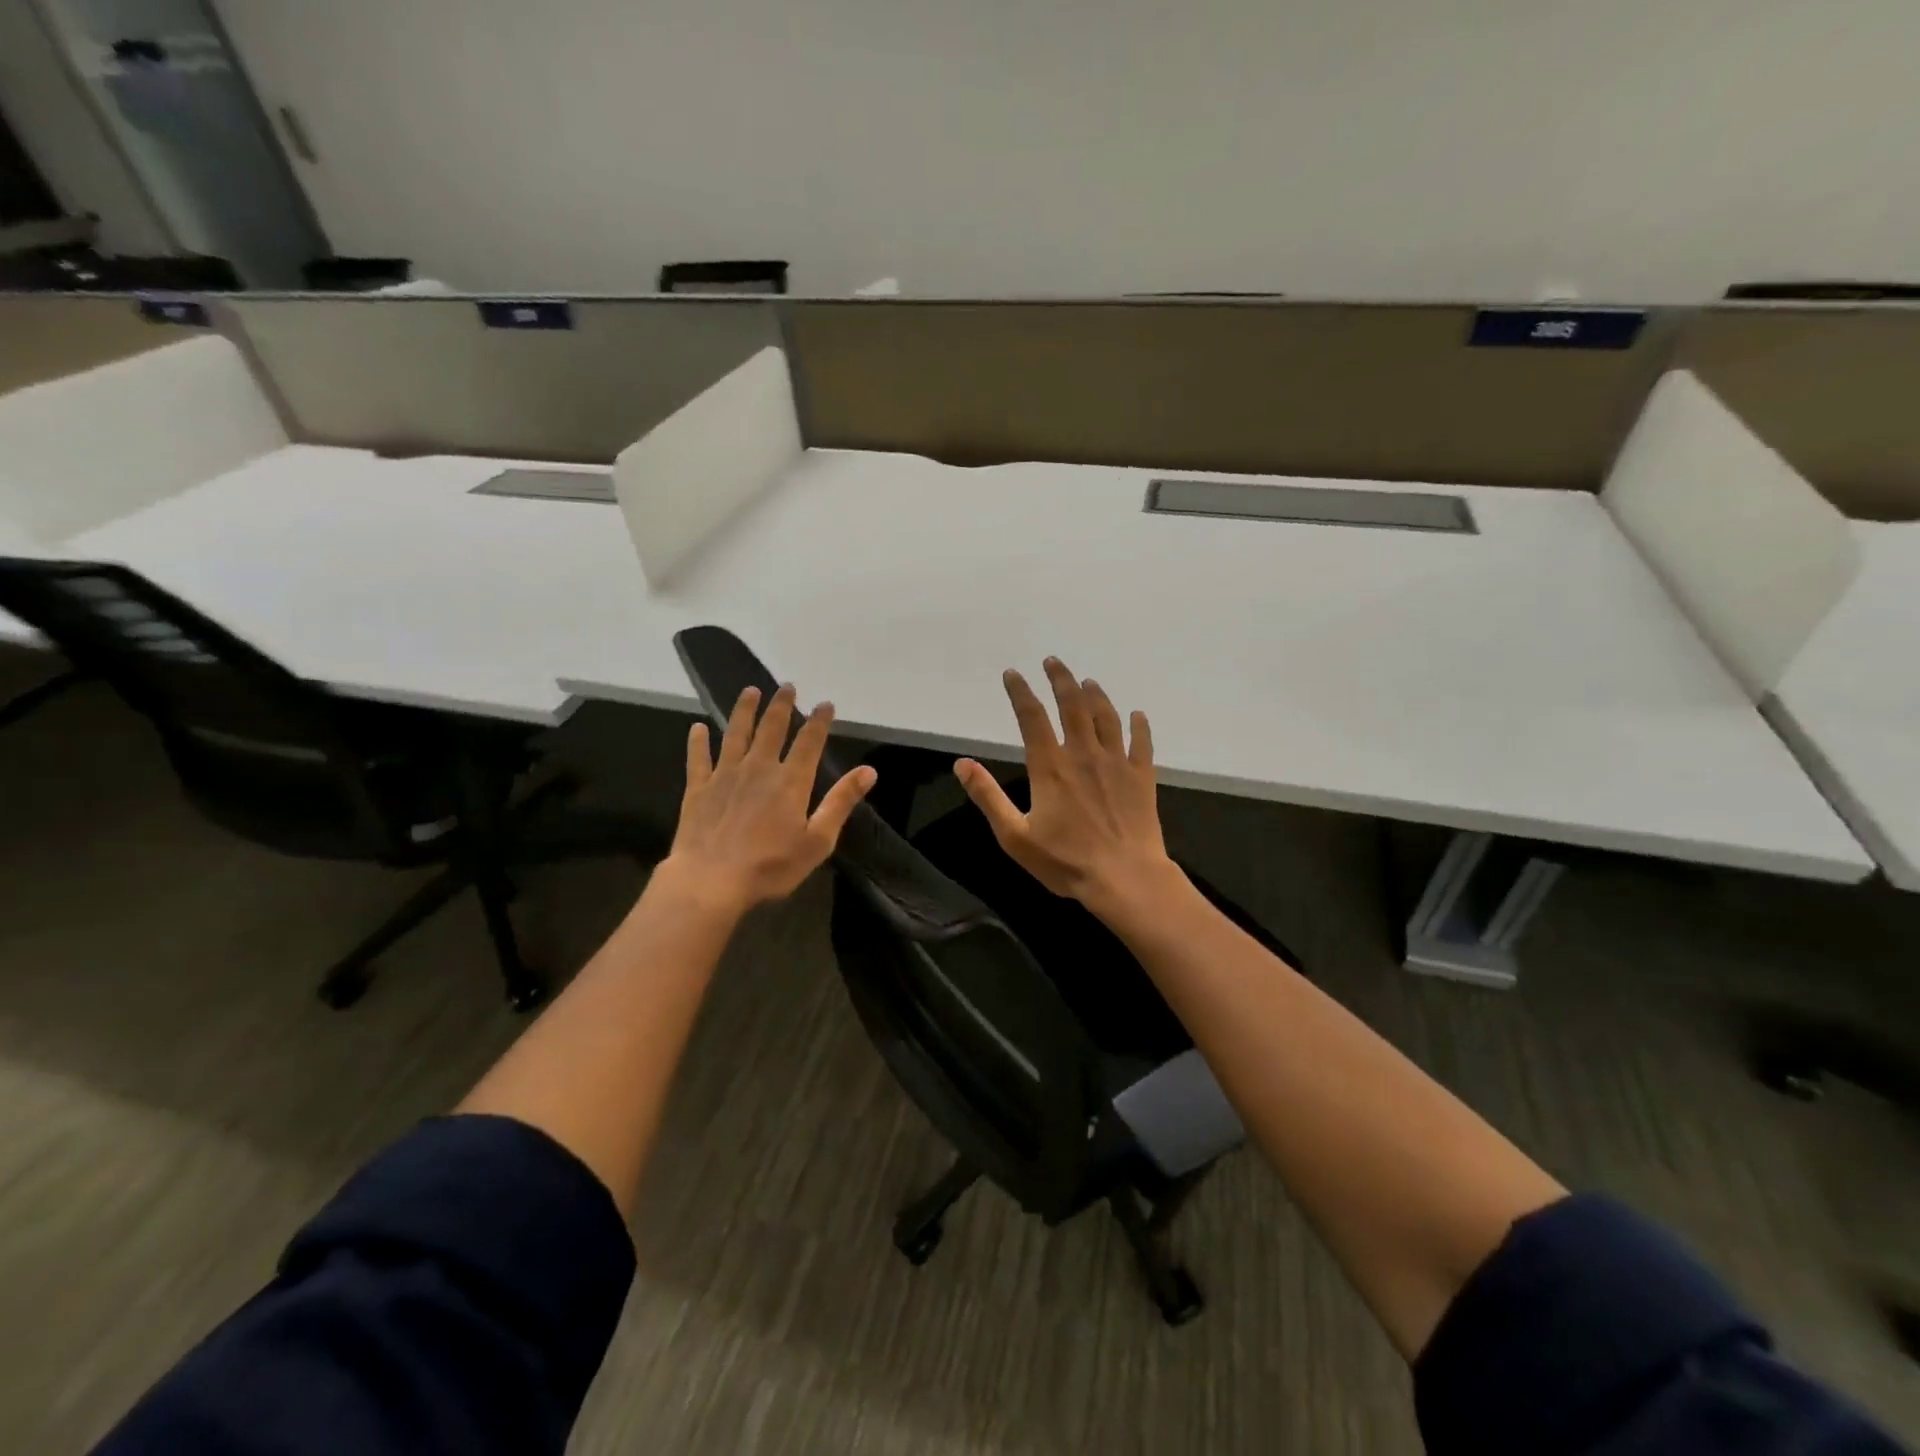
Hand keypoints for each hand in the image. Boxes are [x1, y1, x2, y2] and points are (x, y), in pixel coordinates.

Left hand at [666, 684, 876, 913]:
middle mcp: (759, 768)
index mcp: (791, 781)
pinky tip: (697, 728)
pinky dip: (698, 741)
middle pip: (772, 728)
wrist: (710, 881)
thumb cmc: (770, 866)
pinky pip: (698, 758)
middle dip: (781, 705)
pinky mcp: (698, 788)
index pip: (809, 741)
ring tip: (750, 691)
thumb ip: (841, 802)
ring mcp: (725, 775)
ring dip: (744, 710)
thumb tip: (869, 770)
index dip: (819, 720)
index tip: (825, 703)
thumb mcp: (818, 841)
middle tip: (786, 686)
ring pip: (736, 733)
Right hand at [955, 657, 1177, 913]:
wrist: (1125, 877)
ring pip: (1106, 716)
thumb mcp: (1014, 835)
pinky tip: (1137, 715)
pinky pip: (1141, 742)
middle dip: (1061, 679)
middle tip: (1053, 661)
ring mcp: (1116, 763)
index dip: (1020, 692)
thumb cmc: (1066, 861)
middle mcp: (1083, 754)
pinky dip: (1139, 725)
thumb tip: (962, 764)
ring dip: (1096, 694)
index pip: (1032, 717)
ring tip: (1088, 681)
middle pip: (1072, 705)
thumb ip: (988, 797)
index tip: (1013, 673)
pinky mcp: (1141, 776)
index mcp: (1050, 766)